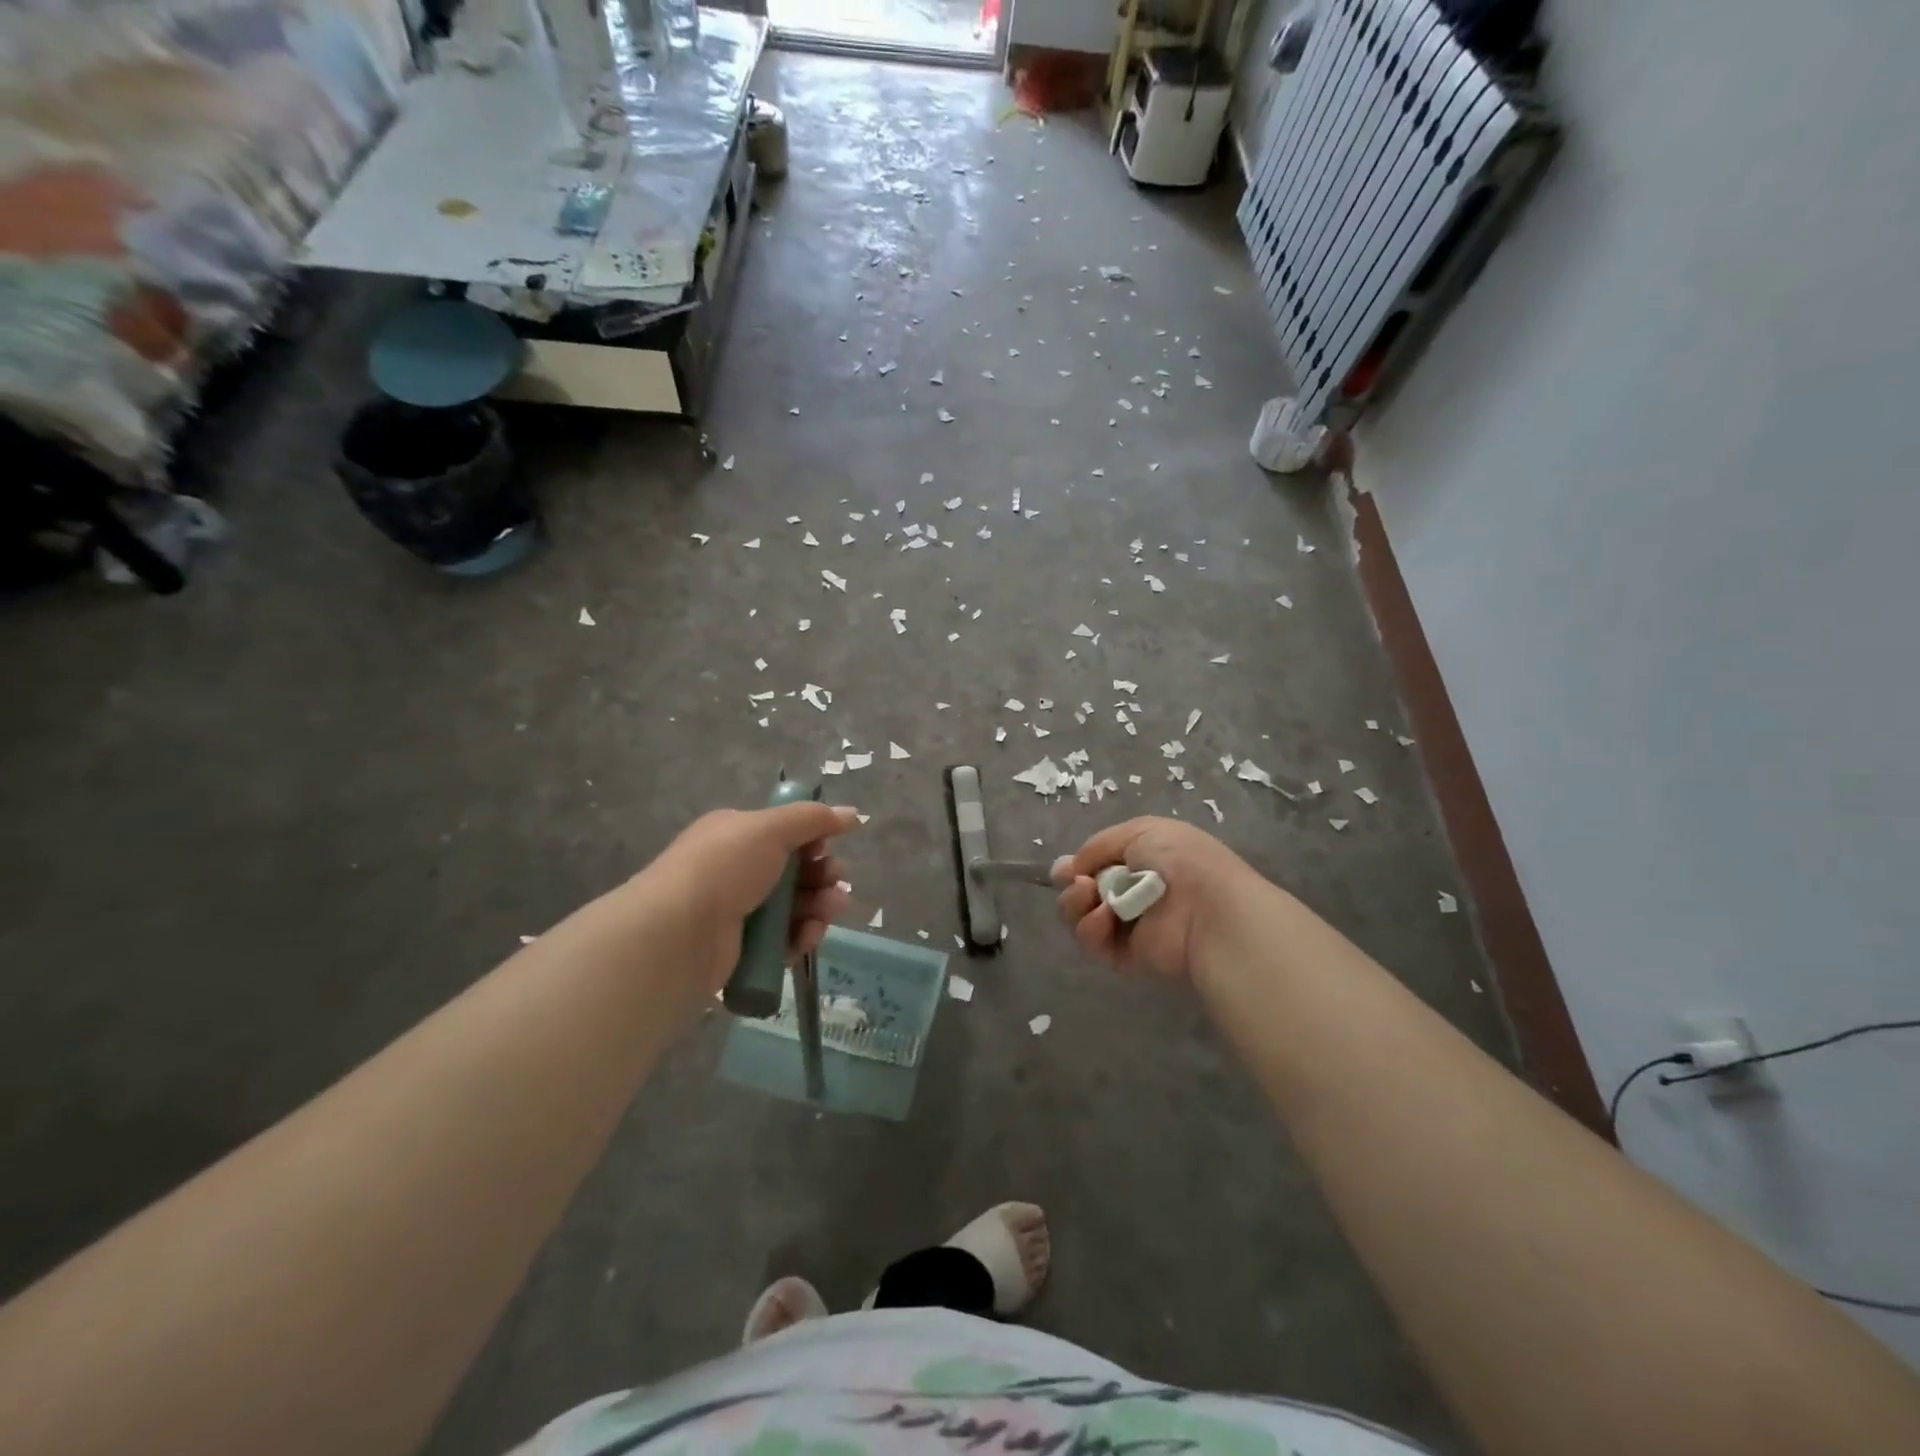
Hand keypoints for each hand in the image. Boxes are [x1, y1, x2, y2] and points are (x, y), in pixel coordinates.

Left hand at [637, 801, 860, 996]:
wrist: (679, 934)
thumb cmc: (724, 869)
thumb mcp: (770, 829)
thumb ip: (813, 818)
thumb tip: (852, 813)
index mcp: (735, 835)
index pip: (783, 833)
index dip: (811, 839)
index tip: (827, 845)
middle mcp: (736, 871)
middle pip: (795, 870)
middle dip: (823, 874)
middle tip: (835, 880)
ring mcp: (739, 912)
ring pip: (795, 906)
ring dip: (820, 905)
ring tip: (831, 909)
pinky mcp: (745, 950)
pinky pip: (785, 939)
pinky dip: (802, 936)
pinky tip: (809, 935)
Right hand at [1053, 817, 1256, 979]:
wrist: (1206, 907)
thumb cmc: (1179, 860)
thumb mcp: (1139, 832)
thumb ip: (1097, 846)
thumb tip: (1069, 868)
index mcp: (1140, 862)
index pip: (1095, 866)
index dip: (1076, 866)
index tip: (1068, 868)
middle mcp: (1131, 894)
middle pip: (1080, 893)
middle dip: (1072, 885)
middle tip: (1079, 882)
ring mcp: (1127, 927)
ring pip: (1080, 917)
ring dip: (1076, 904)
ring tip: (1089, 895)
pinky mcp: (1124, 956)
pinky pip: (1093, 942)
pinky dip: (1091, 929)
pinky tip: (1104, 918)